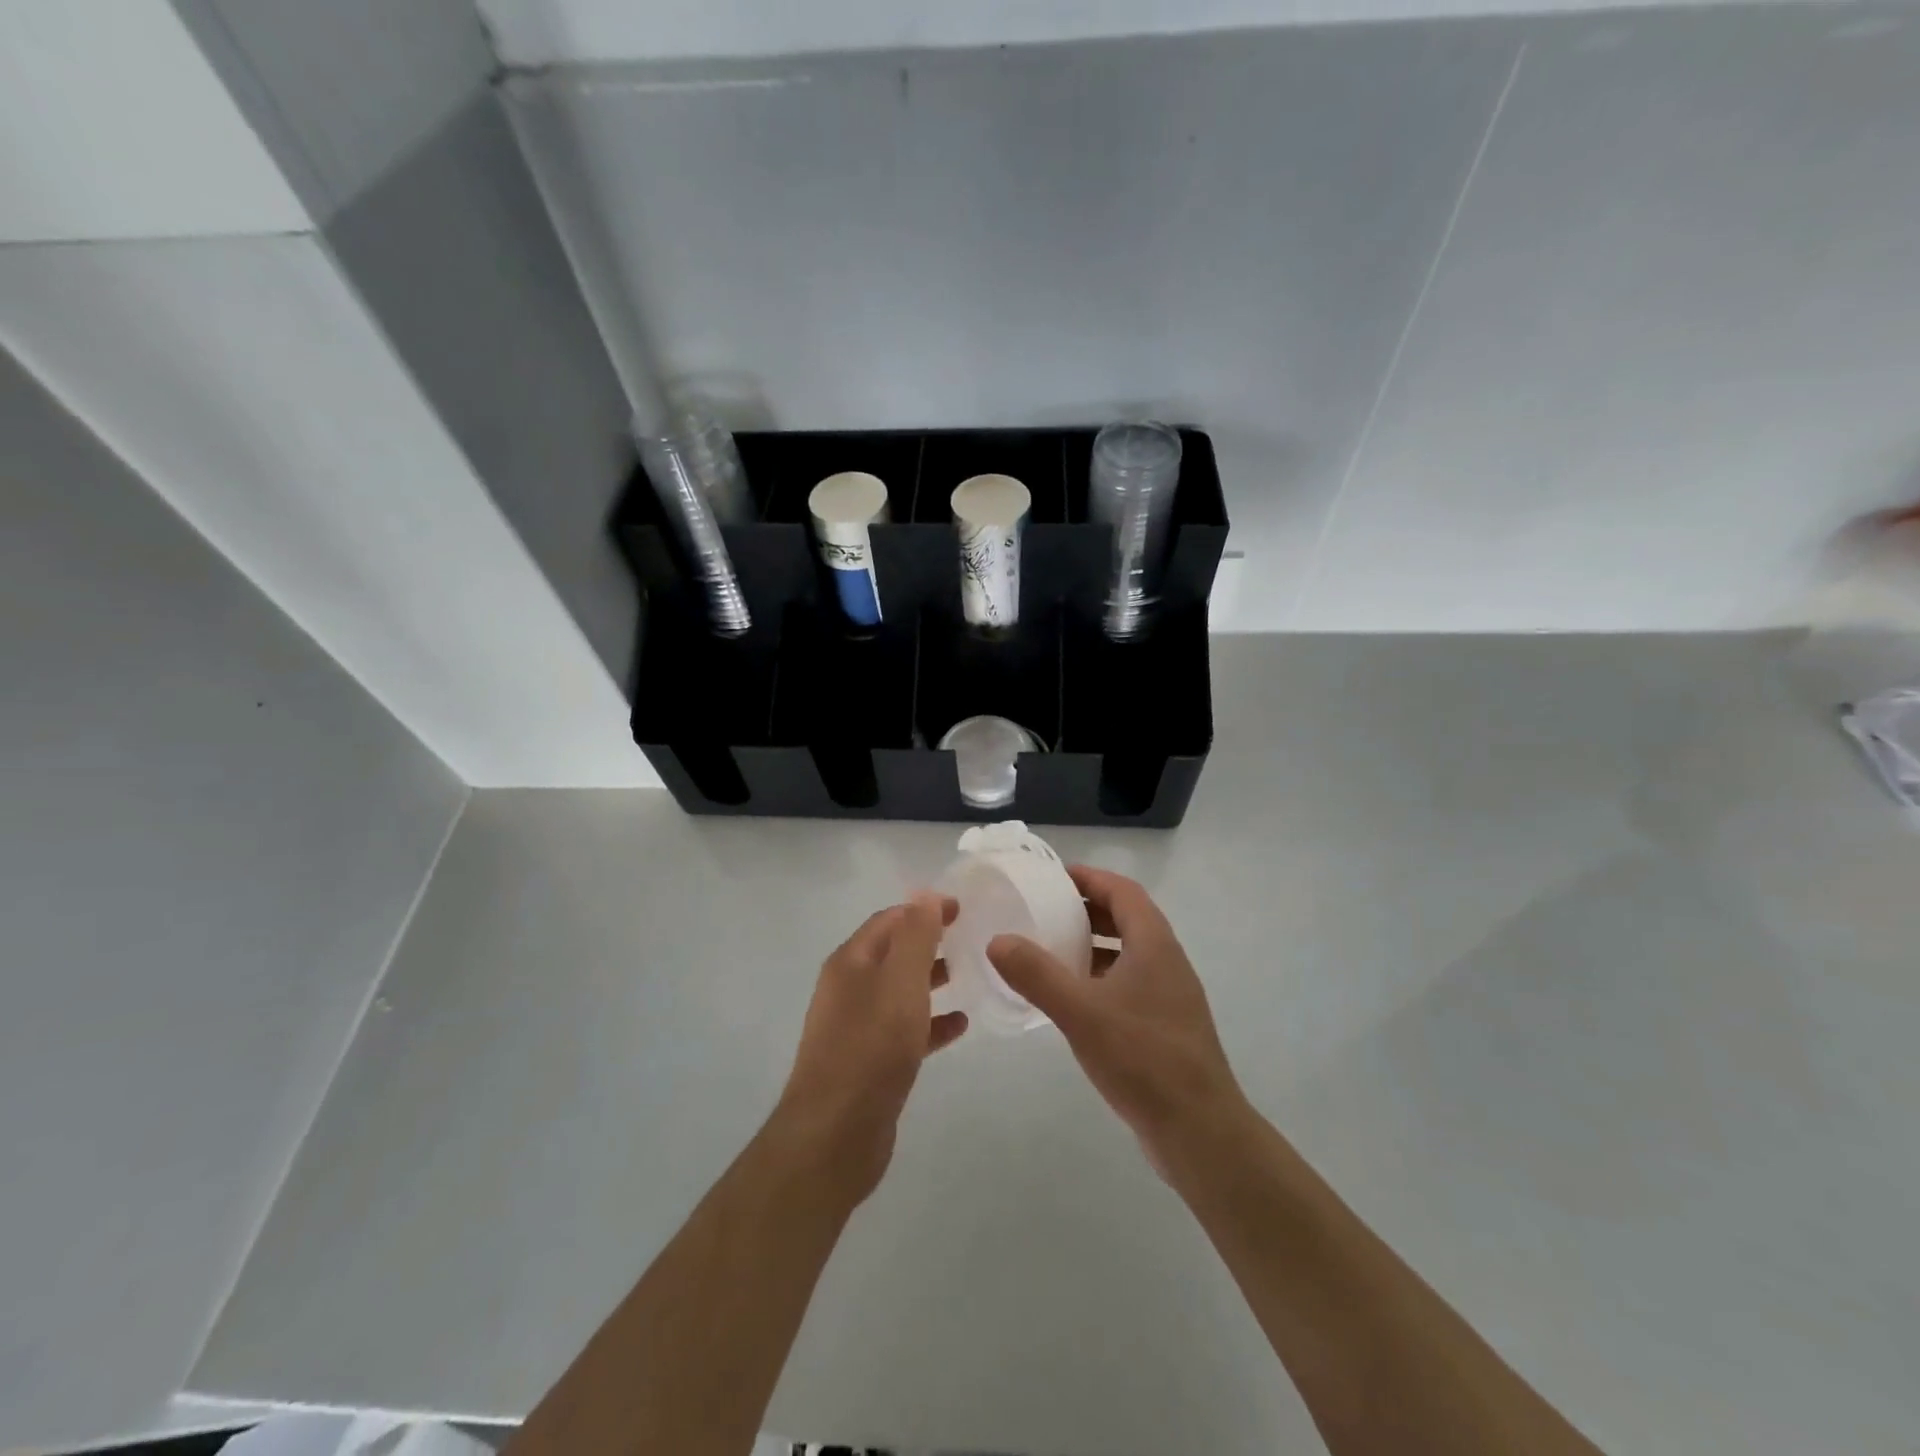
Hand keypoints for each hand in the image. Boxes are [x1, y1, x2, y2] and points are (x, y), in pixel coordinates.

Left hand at [773, 893, 966, 1202]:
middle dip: (930, 943)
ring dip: (931, 980)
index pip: (889, 920)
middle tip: (972, 940)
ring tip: (971, 976)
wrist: (835, 1135)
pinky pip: (904, 1030)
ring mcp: (856, 1028)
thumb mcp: (900, 983)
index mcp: (850, 963)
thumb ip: (915, 936)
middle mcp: (848, 989)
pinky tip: (960, 1026)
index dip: (924, 909)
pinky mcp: (869, 1063)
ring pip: (900, 992)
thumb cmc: (871, 1048)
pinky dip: (931, 1022)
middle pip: (893, 953)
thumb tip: (924, 893)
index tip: (963, 909)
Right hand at [988, 867, 1246, 1172]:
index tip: (1053, 877)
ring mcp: (1170, 996)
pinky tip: (1074, 1000)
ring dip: (1094, 945)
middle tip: (1045, 911)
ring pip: (1129, 953)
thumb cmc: (1143, 1060)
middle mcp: (1167, 962)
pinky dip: (1101, 977)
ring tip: (1052, 951)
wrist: (1200, 1132)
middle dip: (1087, 909)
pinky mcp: (1166, 1026)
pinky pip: (1130, 983)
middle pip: (1127, 918)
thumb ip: (1037, 974)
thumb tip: (998, 940)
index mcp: (1155, 945)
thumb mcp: (1081, 1013)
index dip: (1090, 878)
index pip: (1123, 891)